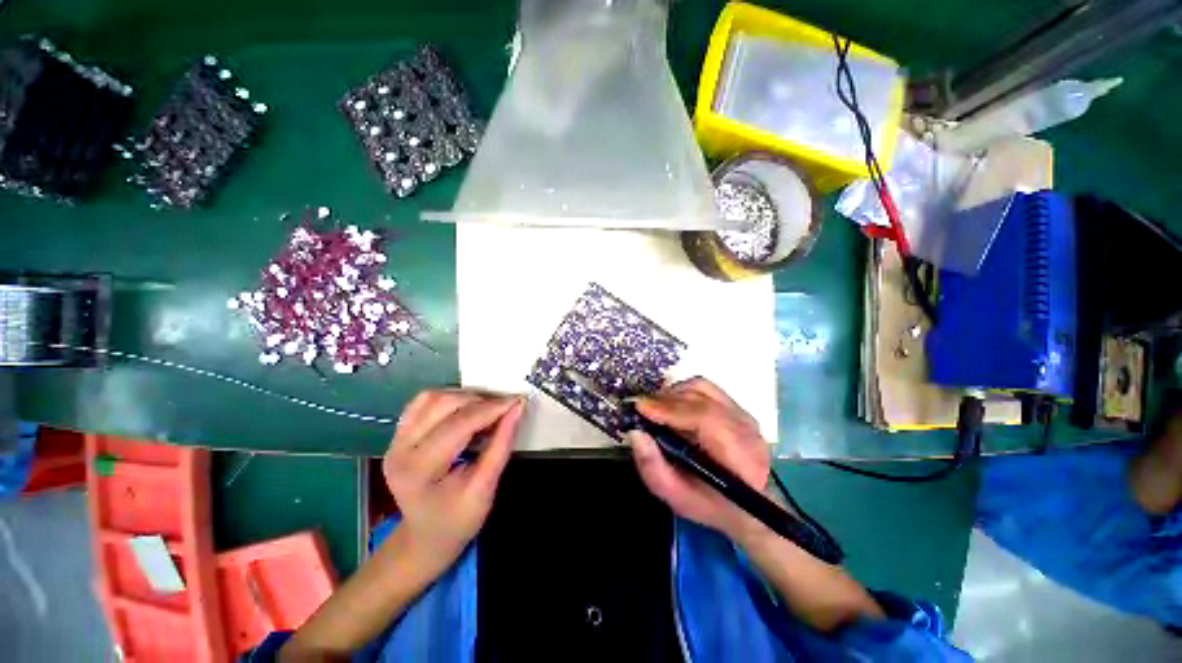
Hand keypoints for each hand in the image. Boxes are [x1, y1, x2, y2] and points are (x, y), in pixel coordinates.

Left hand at [382, 389, 523, 576]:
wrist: (426, 536)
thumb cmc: (458, 520)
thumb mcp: (485, 488)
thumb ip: (501, 445)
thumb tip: (517, 408)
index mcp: (418, 470)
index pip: (458, 425)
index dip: (491, 409)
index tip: (517, 401)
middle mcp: (399, 449)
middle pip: (442, 404)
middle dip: (480, 400)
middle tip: (505, 407)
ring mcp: (395, 439)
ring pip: (431, 397)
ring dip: (464, 396)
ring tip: (487, 409)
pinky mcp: (399, 433)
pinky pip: (423, 402)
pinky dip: (449, 398)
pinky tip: (466, 409)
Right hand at [627, 377, 770, 540]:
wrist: (749, 505)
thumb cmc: (712, 505)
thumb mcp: (677, 498)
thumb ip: (653, 468)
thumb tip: (635, 433)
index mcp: (739, 456)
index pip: (705, 418)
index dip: (670, 408)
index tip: (641, 408)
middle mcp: (746, 428)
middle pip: (701, 398)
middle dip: (665, 400)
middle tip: (642, 409)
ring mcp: (744, 414)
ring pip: (702, 387)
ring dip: (673, 394)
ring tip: (656, 408)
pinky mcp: (738, 407)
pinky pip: (705, 388)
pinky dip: (683, 392)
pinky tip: (673, 406)